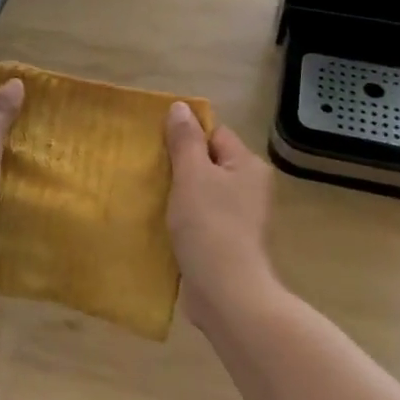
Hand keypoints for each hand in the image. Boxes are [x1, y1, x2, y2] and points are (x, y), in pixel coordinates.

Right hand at [165, 102, 274, 321]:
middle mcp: (250, 188)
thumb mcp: (192, 176)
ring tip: (150, 197)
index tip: (158, 147)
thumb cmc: (210, 226)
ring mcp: (240, 218)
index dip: (187, 137)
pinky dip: (183, 220)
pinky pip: (201, 219)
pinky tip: (161, 225)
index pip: (215, 134)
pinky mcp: (227, 243)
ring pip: (202, 193)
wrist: (227, 293)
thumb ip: (185, 141)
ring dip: (178, 195)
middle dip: (179, 166)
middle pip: (209, 163)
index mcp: (247, 166)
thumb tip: (180, 107)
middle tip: (149, 171)